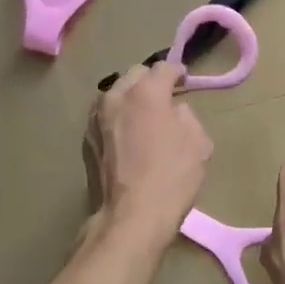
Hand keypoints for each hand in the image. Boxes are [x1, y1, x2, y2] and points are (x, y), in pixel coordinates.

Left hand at [84, 61, 211, 247]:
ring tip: (144, 117)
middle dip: (151, 82)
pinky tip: (128, 136)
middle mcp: (116, 96)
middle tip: (165, 99)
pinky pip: (105, 117)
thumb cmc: (172, 177)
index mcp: (146, 92)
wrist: (132, 216)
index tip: (185, 82)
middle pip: (135, 75)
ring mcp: (96, 117)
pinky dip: (118, 118)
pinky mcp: (86, 139)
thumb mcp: (199, 143)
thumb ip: (187, 116)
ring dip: (131, 98)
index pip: (164, 67)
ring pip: (116, 94)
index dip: (178, 72)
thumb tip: (174, 111)